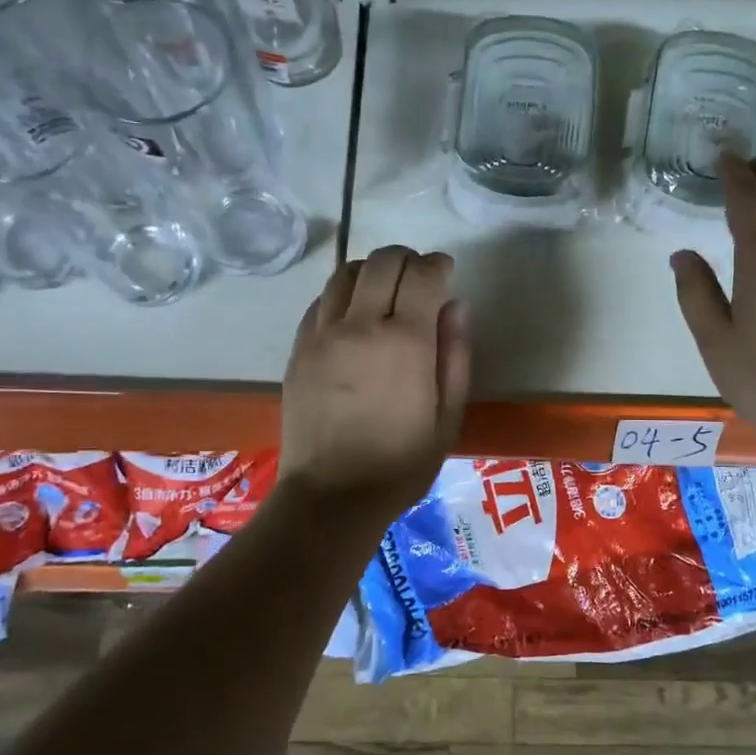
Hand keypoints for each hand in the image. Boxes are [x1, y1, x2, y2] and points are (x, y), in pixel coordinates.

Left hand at [278, 245, 469, 524]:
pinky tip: (353, 315)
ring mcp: (323, 334)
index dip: (438, 265)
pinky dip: (342, 294)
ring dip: (372, 271)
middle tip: (419, 278)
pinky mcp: (299, 348)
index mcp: (406, 342)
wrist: (332, 496)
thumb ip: (456, 355)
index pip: (423, 274)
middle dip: (407, 259)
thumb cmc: (401, 464)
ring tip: (385, 292)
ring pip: (346, 273)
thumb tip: (456, 306)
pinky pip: (321, 300)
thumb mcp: (448, 417)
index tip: (446, 272)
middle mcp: (361, 325)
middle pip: (382, 262)